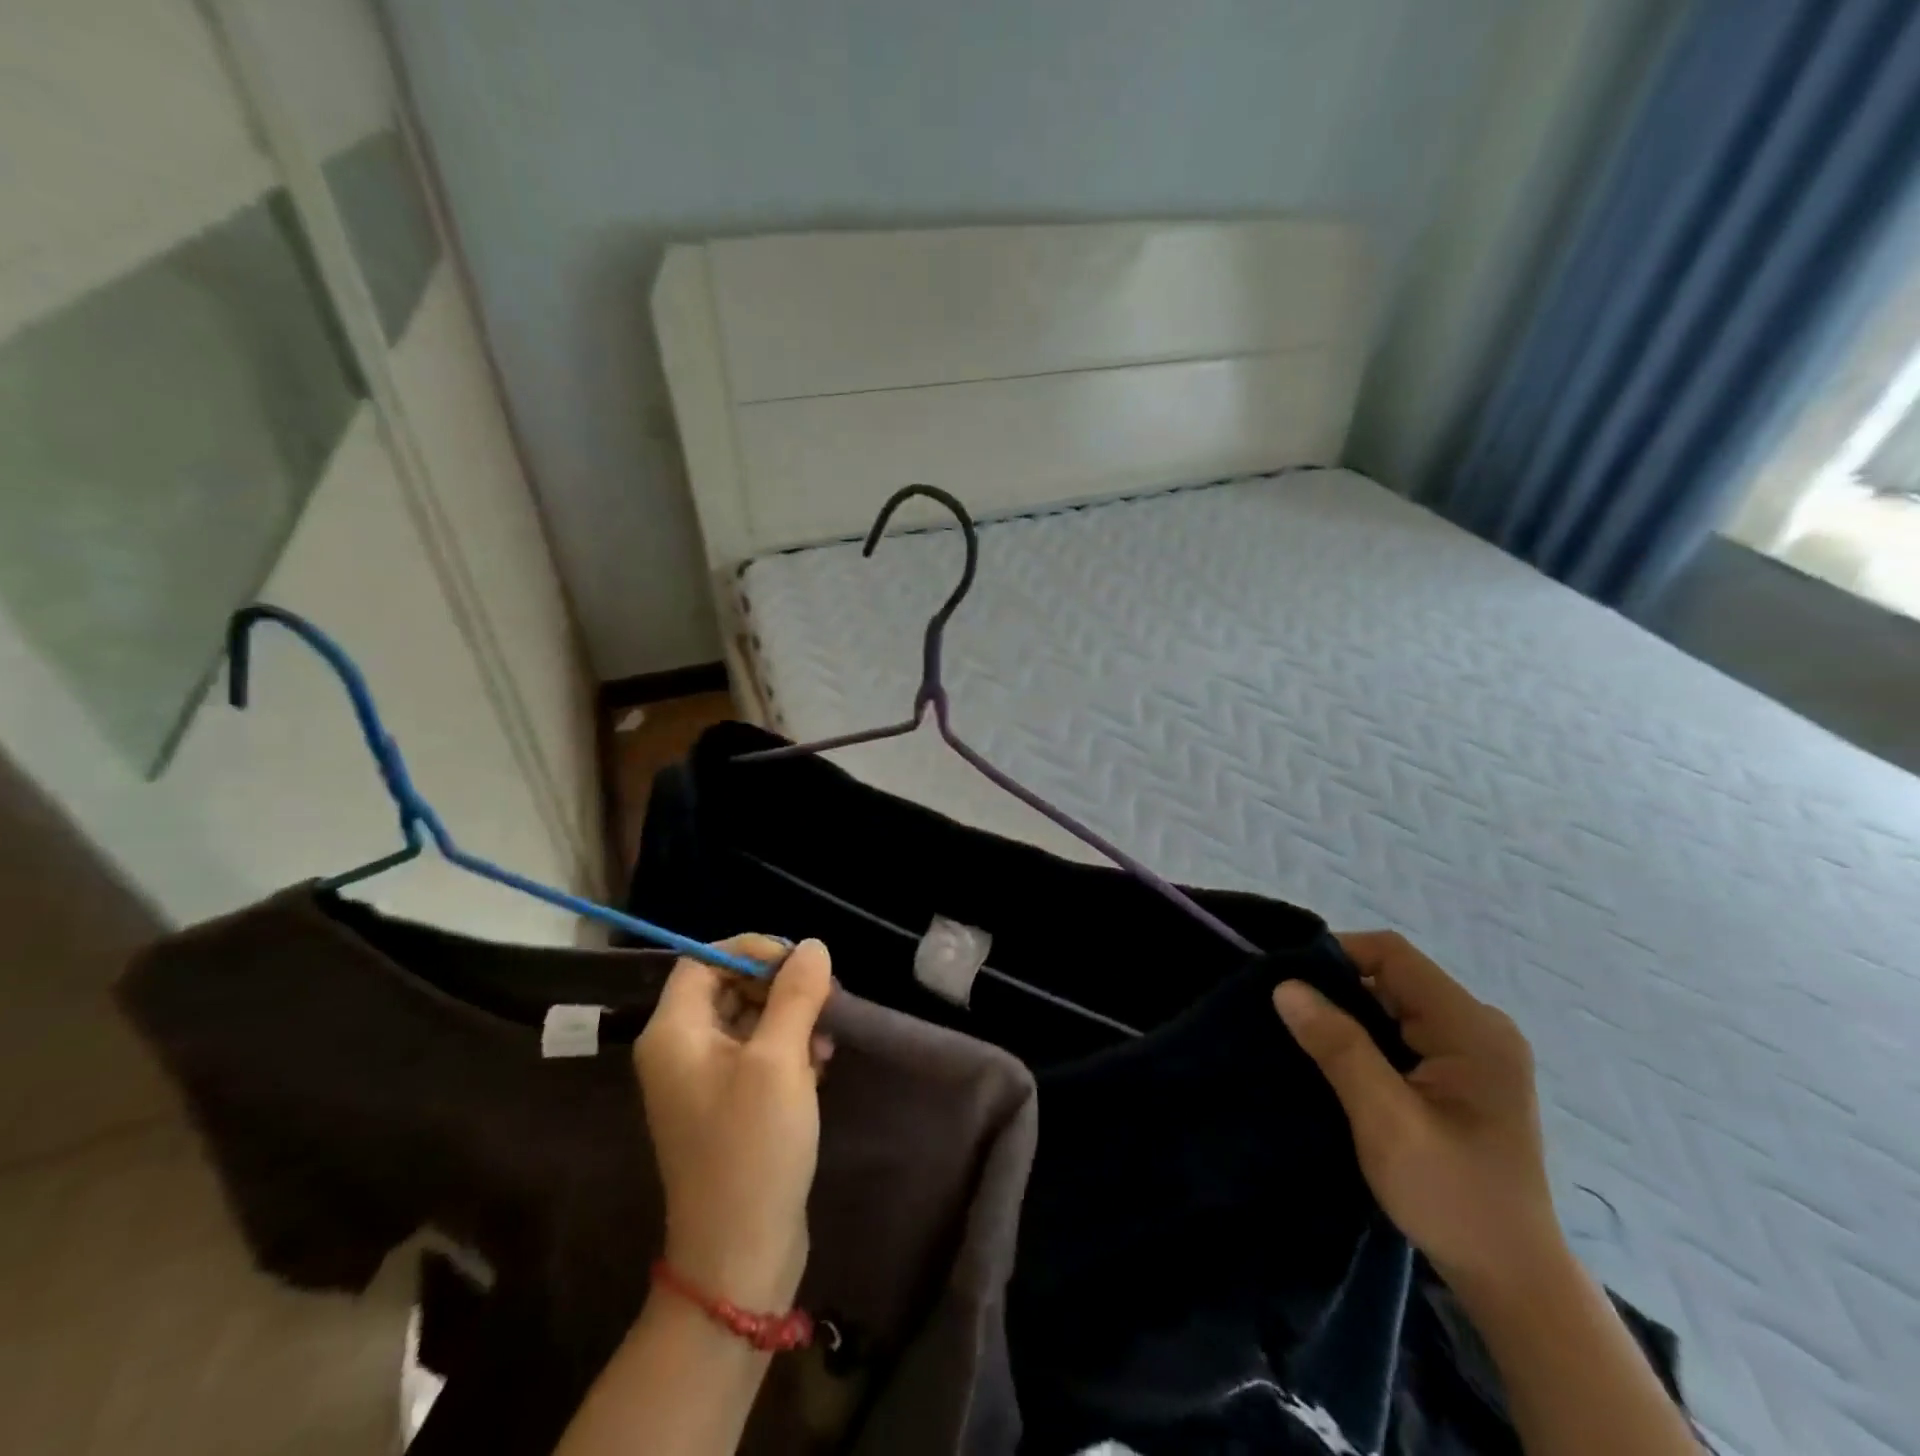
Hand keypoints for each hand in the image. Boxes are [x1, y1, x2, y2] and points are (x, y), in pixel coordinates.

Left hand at [636, 936, 834, 1312]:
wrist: (740, 1254)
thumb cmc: (752, 1147)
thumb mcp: (779, 1060)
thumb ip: (795, 995)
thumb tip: (812, 946)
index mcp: (674, 1033)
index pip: (705, 960)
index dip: (752, 951)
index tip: (800, 963)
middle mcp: (680, 1051)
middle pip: (729, 987)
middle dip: (780, 987)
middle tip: (826, 998)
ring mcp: (704, 1082)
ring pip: (749, 1021)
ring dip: (792, 1019)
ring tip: (827, 1041)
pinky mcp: (729, 1106)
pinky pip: (757, 1055)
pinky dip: (789, 1050)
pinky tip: (820, 1066)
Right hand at [1273, 932, 1562, 1299]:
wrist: (1513, 1281)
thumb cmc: (1452, 1197)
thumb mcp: (1386, 1121)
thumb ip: (1339, 1047)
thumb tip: (1286, 986)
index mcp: (1472, 1029)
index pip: (1392, 955)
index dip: (1336, 955)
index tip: (1288, 983)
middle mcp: (1480, 1027)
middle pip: (1393, 976)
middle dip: (1338, 989)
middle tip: (1290, 1018)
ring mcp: (1476, 1051)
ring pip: (1395, 1004)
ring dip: (1351, 1016)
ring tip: (1308, 1041)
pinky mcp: (1465, 1075)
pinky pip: (1405, 1031)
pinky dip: (1369, 1038)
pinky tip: (1342, 1064)